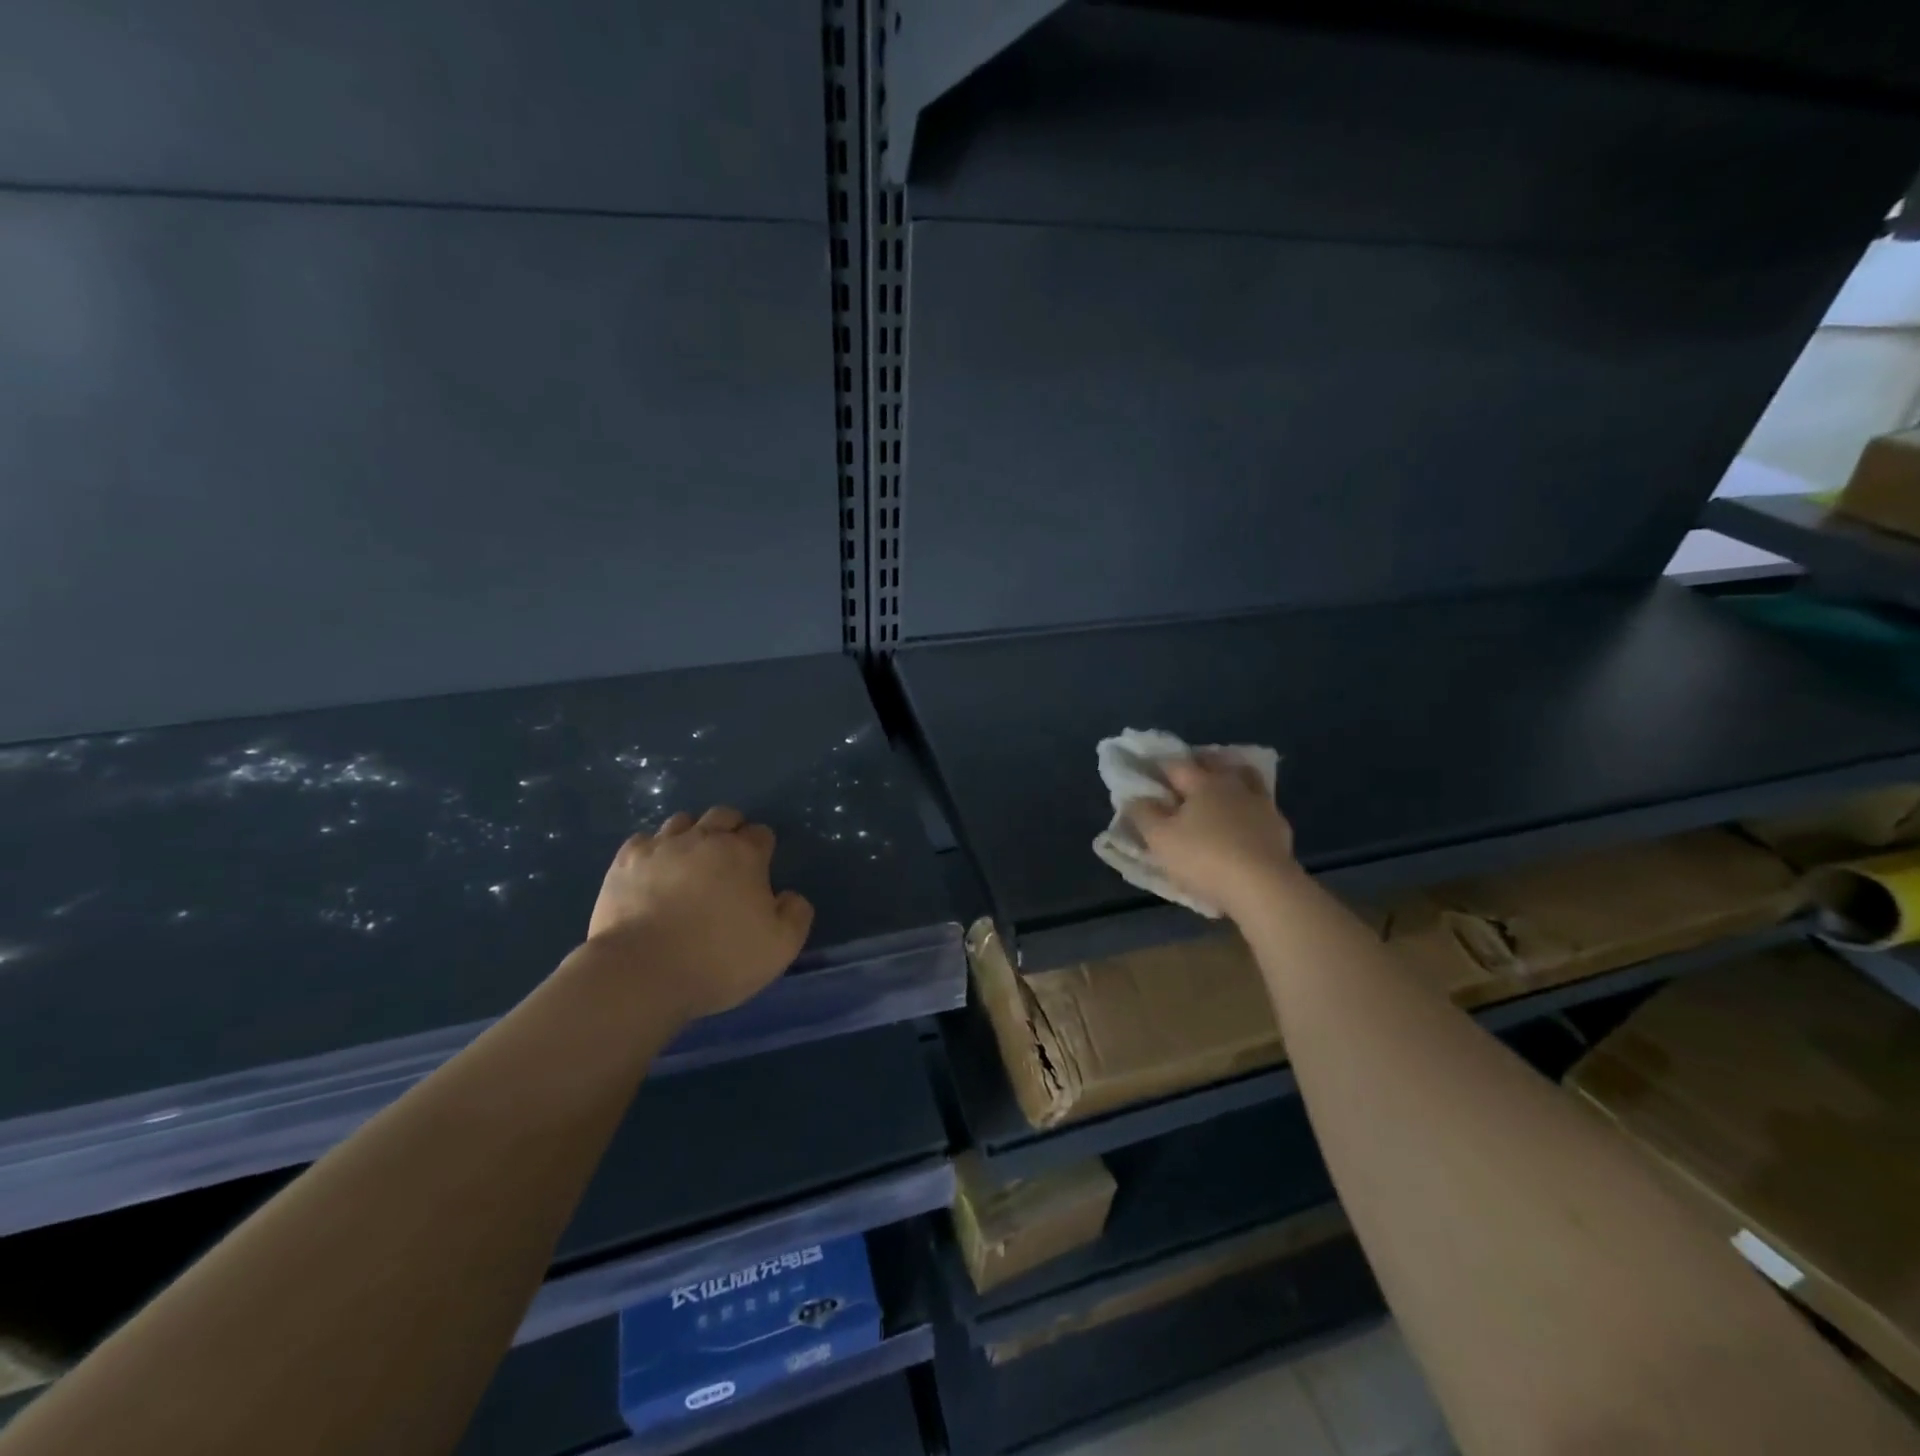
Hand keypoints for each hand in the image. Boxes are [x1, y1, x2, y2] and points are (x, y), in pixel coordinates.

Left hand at [586, 807, 814, 1021]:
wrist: (641, 972)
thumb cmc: (718, 959)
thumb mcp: (780, 947)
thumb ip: (796, 914)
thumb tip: (790, 896)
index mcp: (744, 854)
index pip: (761, 833)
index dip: (763, 850)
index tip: (759, 874)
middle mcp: (704, 839)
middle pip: (723, 815)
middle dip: (730, 830)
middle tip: (728, 862)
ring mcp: (661, 846)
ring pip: (682, 821)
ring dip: (692, 835)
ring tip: (690, 864)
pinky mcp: (625, 861)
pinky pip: (644, 840)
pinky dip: (653, 850)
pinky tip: (653, 872)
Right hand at [1124, 756, 1300, 919]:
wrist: (1265, 888)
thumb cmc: (1205, 857)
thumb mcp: (1160, 839)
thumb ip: (1144, 815)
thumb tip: (1136, 798)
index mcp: (1203, 782)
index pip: (1177, 765)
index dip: (1160, 766)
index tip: (1149, 772)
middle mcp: (1234, 785)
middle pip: (1216, 764)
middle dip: (1200, 764)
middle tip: (1186, 774)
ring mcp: (1262, 806)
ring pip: (1246, 781)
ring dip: (1232, 779)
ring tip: (1220, 791)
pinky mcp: (1280, 829)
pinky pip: (1261, 809)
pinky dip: (1249, 809)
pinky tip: (1244, 823)